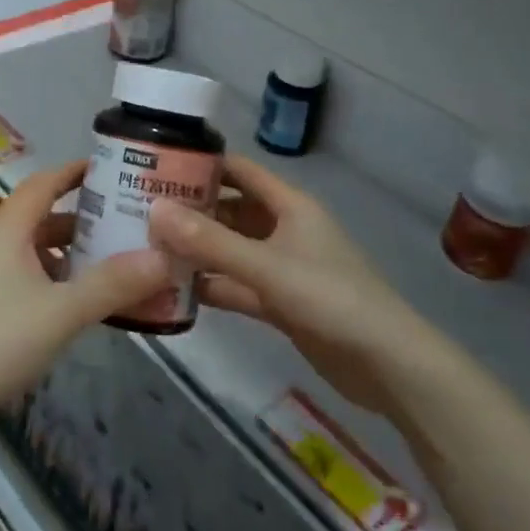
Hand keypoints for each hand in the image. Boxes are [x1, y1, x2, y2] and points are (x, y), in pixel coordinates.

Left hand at [0, 161, 174, 439]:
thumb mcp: (63, 310)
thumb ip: (113, 283)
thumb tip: (164, 257)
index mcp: (8, 227)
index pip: (46, 181)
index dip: (77, 170)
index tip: (116, 166)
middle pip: (46, 215)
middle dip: (87, 215)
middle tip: (132, 219)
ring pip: (39, 249)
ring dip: (75, 251)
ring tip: (120, 259)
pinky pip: (32, 276)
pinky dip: (61, 279)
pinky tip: (88, 300)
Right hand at [148, 157, 451, 417]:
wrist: (389, 366)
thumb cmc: (330, 299)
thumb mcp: (266, 267)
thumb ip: (210, 241)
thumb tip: (154, 210)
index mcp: (289, 205)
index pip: (239, 170)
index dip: (202, 163)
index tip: (157, 164)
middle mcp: (284, 229)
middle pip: (230, 210)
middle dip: (191, 210)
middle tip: (140, 211)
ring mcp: (282, 267)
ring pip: (231, 249)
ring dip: (197, 249)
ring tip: (148, 247)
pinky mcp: (281, 302)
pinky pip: (238, 284)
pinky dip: (212, 284)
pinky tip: (175, 290)